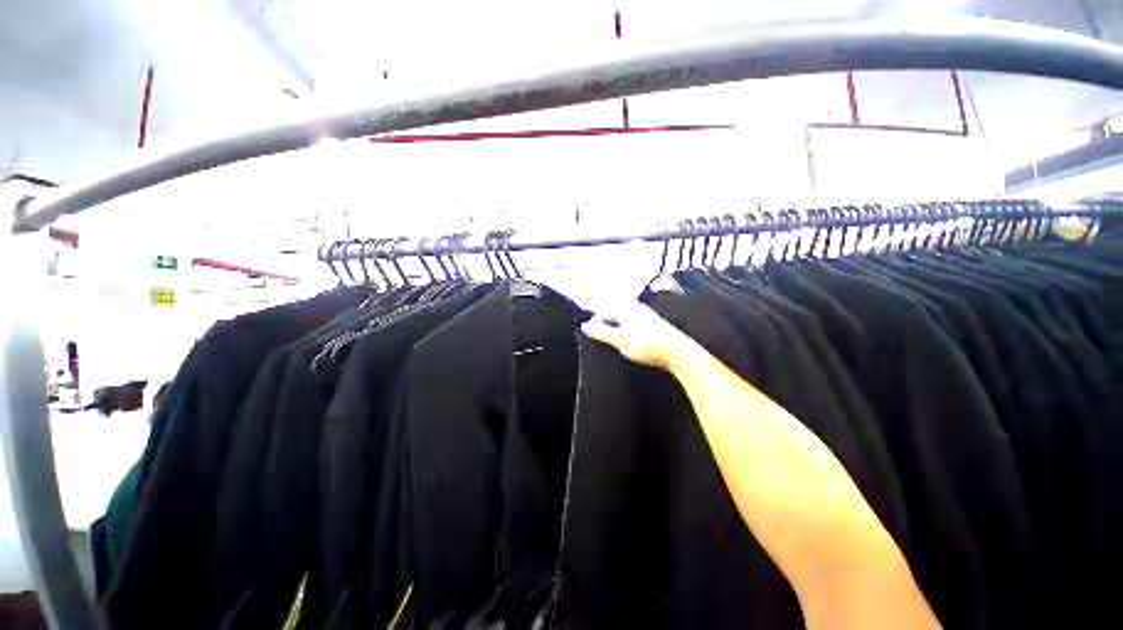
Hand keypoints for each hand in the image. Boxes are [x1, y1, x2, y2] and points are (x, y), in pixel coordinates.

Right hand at [581, 301, 693, 371]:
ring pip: (622, 322)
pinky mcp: (652, 326)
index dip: (595, 324)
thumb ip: (601, 332)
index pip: (602, 311)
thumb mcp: (620, 340)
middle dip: (605, 328)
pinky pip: (631, 327)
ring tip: (615, 346)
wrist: (678, 353)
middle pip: (612, 315)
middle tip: (603, 343)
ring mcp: (644, 317)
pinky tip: (629, 346)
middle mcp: (635, 308)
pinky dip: (626, 335)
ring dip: (615, 332)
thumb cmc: (648, 345)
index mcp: (626, 308)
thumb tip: (584, 326)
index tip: (591, 337)